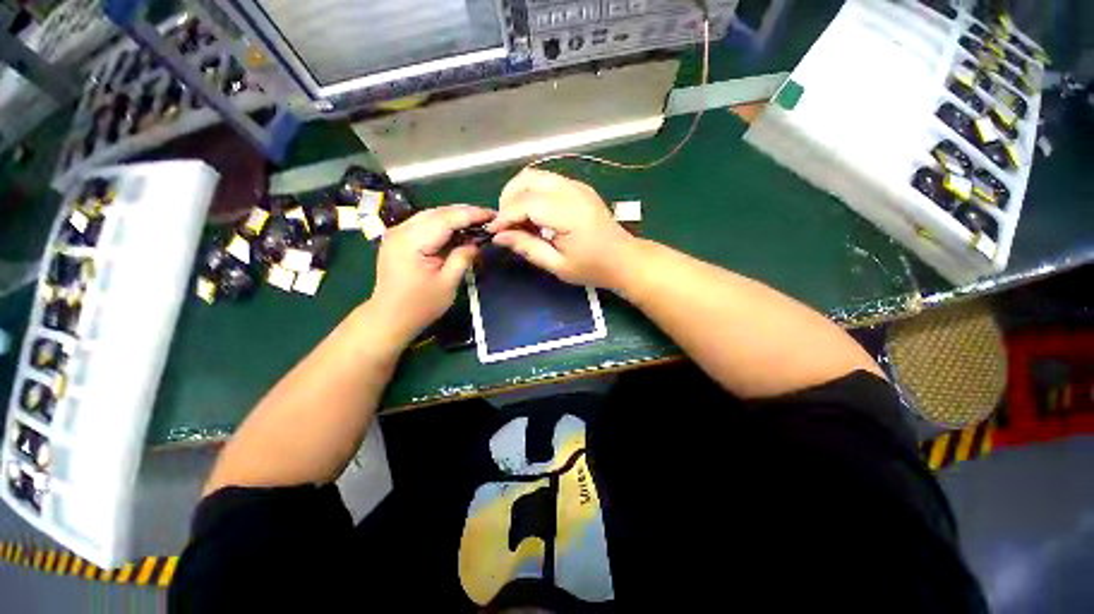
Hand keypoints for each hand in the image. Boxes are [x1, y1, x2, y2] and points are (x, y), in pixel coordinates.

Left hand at [371, 205, 495, 345]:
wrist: (389, 317)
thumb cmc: (420, 305)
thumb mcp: (448, 284)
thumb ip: (462, 258)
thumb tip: (477, 243)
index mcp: (412, 242)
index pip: (446, 219)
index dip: (471, 215)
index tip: (492, 214)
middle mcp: (401, 230)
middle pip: (437, 213)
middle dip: (464, 212)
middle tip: (488, 217)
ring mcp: (397, 233)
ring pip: (430, 215)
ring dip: (454, 217)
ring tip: (476, 222)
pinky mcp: (398, 239)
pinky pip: (424, 223)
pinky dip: (443, 224)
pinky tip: (457, 230)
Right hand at [488, 169, 636, 288]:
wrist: (624, 259)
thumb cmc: (592, 268)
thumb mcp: (558, 265)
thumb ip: (528, 248)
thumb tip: (499, 237)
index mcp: (568, 213)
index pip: (525, 203)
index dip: (505, 216)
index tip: (493, 232)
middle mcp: (572, 191)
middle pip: (527, 179)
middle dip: (508, 198)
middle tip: (506, 224)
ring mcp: (577, 186)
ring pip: (536, 175)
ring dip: (519, 193)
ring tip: (517, 219)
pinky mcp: (579, 187)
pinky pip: (547, 181)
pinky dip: (533, 192)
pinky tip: (534, 214)